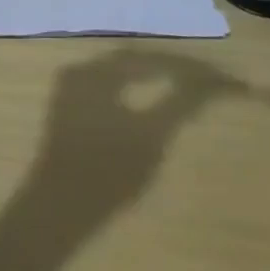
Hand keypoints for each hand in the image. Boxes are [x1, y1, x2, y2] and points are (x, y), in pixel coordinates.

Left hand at [31, 51, 244, 219]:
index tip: (214, 78)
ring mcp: (69, 90)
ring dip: (148, 79)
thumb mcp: (151, 137)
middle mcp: (80, 69)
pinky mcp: (66, 112)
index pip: (149, 57)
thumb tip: (208, 82)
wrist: (56, 213)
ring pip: (118, 75)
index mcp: (96, 69)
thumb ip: (179, 104)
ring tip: (178, 89)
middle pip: (132, 61)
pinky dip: (130, 92)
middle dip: (166, 69)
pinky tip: (146, 105)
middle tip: (199, 81)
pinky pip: (105, 90)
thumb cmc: (106, 173)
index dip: (184, 67)